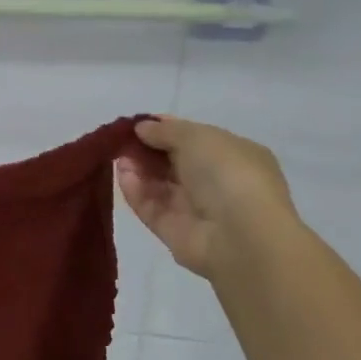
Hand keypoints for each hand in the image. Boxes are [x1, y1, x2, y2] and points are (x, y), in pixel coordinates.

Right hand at [116, 116, 298, 279]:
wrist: (240, 236)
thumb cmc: (227, 174)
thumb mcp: (197, 136)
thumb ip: (165, 130)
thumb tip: (141, 127)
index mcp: (233, 155)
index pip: (193, 139)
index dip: (165, 129)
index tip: (138, 124)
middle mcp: (215, 182)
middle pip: (172, 162)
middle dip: (147, 149)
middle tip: (122, 140)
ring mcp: (195, 209)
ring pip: (159, 185)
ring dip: (138, 168)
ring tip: (119, 156)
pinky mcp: (174, 232)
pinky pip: (150, 207)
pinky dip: (135, 191)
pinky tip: (122, 175)